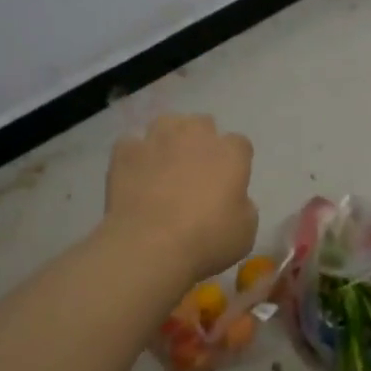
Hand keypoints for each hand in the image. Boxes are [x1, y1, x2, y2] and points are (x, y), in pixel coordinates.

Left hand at [105, 114, 257, 282]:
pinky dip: (135, 156)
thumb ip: (244, 206)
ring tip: (164, 164)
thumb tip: (234, 199)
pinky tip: (135, 175)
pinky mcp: (125, 151)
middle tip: (196, 171)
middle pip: (203, 124)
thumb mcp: (245, 232)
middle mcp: (195, 136)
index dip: (235, 161)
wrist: (149, 246)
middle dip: (202, 142)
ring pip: (166, 124)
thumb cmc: (207, 240)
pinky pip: (131, 144)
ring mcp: (157, 139)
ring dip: (169, 139)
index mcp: (230, 154)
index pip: (240, 144)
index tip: (229, 181)